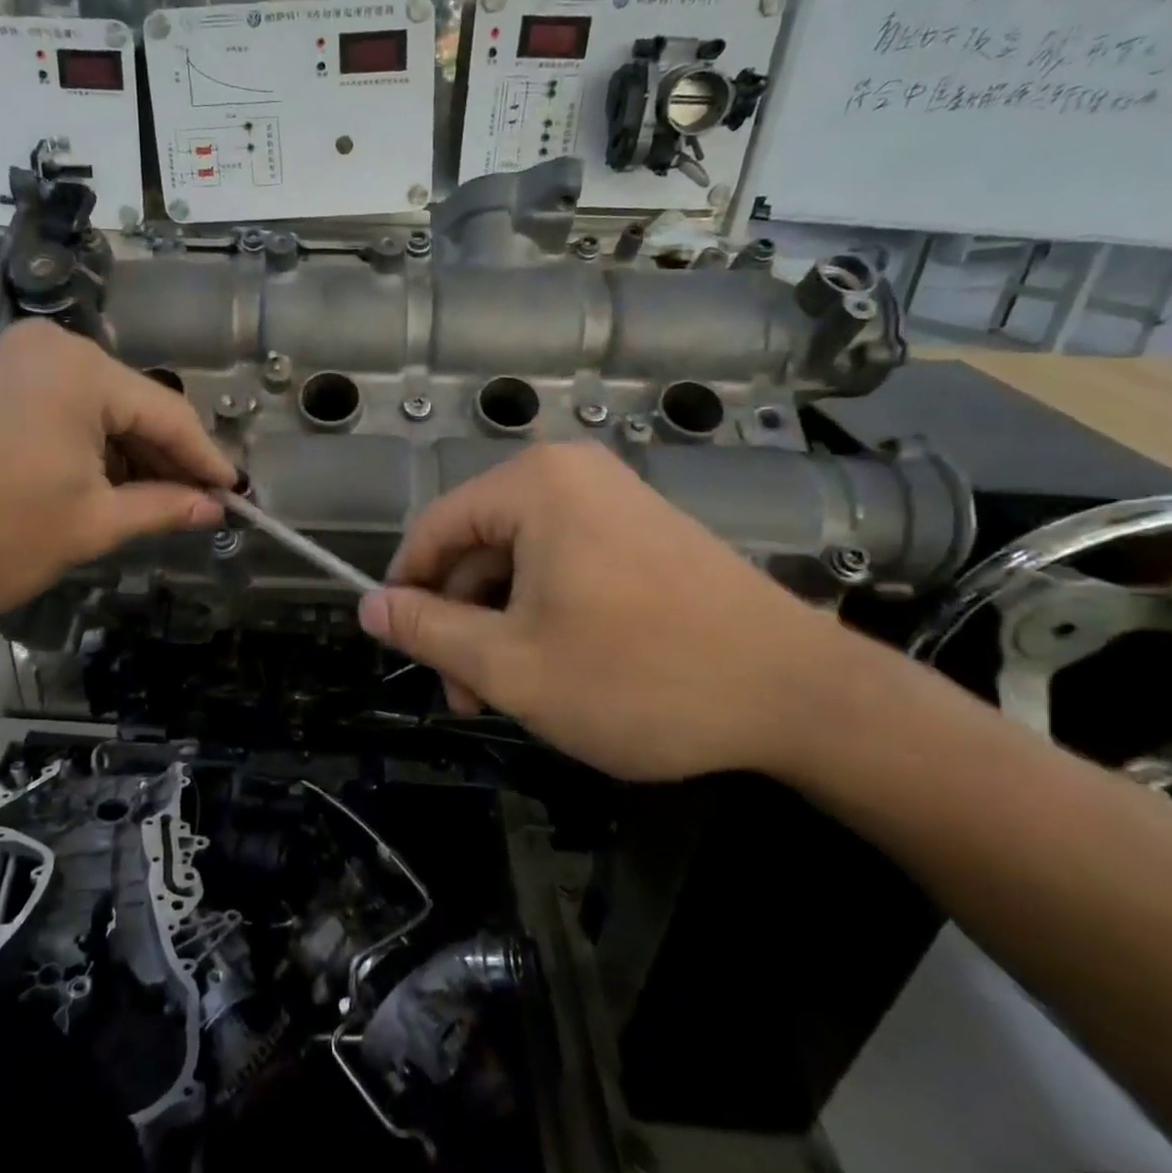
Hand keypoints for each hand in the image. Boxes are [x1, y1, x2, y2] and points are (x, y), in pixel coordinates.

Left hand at [0, 321, 232, 619]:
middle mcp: (54, 348)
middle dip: (166, 460)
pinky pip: (65, 410)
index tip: (236, 496)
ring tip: (155, 505)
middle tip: (197, 507)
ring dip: (129, 457)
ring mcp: (18, 360)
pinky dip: (91, 448)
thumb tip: (214, 508)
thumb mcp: (89, 525)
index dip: (206, 461)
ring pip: (101, 409)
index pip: (169, 414)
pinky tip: (106, 486)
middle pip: (135, 406)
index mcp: (82, 370)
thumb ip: (162, 508)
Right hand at [357, 442, 857, 780]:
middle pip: (479, 546)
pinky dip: (545, 612)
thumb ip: (426, 630)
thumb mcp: (510, 664)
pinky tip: (557, 667)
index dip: (406, 589)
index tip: (401, 647)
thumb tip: (368, 606)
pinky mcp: (646, 532)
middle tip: (466, 695)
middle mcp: (572, 474)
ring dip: (501, 624)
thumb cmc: (639, 677)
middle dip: (461, 620)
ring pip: (522, 561)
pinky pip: (566, 564)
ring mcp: (615, 500)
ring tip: (509, 694)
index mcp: (533, 485)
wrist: (803, 697)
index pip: (433, 528)